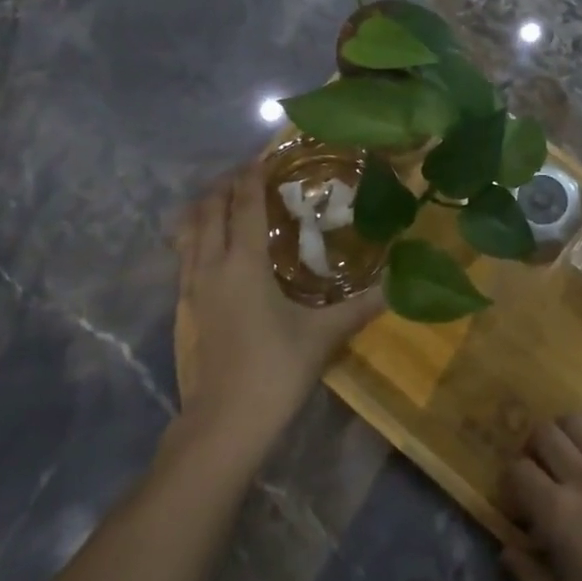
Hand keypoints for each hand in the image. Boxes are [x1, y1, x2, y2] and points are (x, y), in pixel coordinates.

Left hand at [175, 170, 381, 449]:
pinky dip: (194, 235)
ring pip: (189, 231)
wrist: (223, 423)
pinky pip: (183, 255)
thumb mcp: (322, 336)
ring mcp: (192, 287)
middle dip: (225, 185)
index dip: (252, 177)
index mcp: (244, 263)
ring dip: (205, 207)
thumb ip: (359, 307)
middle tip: (246, 173)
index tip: (262, 157)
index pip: (245, 205)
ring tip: (223, 198)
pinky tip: (207, 244)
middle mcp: (212, 265)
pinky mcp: (184, 307)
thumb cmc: (275, 370)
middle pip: (209, 210)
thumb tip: (398, 286)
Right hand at [501, 414, 581, 580]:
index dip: (510, 484)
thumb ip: (530, 580)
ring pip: (579, 420)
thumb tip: (506, 549)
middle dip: (533, 450)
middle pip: (545, 433)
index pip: (518, 470)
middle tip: (540, 476)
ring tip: (568, 457)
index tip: (518, 508)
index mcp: (560, 515)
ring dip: (565, 432)